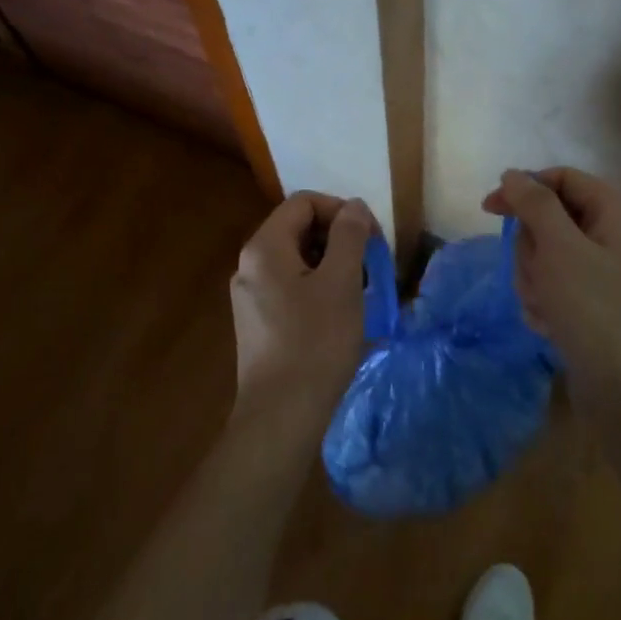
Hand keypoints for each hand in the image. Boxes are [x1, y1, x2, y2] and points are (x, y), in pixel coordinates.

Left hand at [229, 191, 374, 432]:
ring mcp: (250, 296)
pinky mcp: (257, 323)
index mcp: (264, 247)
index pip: (304, 203)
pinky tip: (340, 315)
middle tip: (370, 265)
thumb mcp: (341, 282)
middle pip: (298, 229)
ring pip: (297, 260)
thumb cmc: (315, 342)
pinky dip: (318, 288)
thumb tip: (353, 207)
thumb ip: (349, 236)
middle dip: (338, 238)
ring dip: (332, 265)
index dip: (341, 210)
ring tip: (360, 291)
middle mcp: (249, 265)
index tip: (371, 237)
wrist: (281, 416)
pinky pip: (290, 287)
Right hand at [483, 168, 620, 413]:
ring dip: (533, 279)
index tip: (490, 208)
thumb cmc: (593, 309)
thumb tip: (513, 174)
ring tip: (544, 306)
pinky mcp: (592, 302)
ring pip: (545, 254)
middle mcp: (612, 235)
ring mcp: (603, 271)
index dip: (524, 188)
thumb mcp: (559, 248)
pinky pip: (553, 285)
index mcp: (615, 212)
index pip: (562, 178)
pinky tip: (549, 324)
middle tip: (535, 272)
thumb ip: (534, 204)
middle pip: (549, 218)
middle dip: (531, 248)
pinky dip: (543, 301)